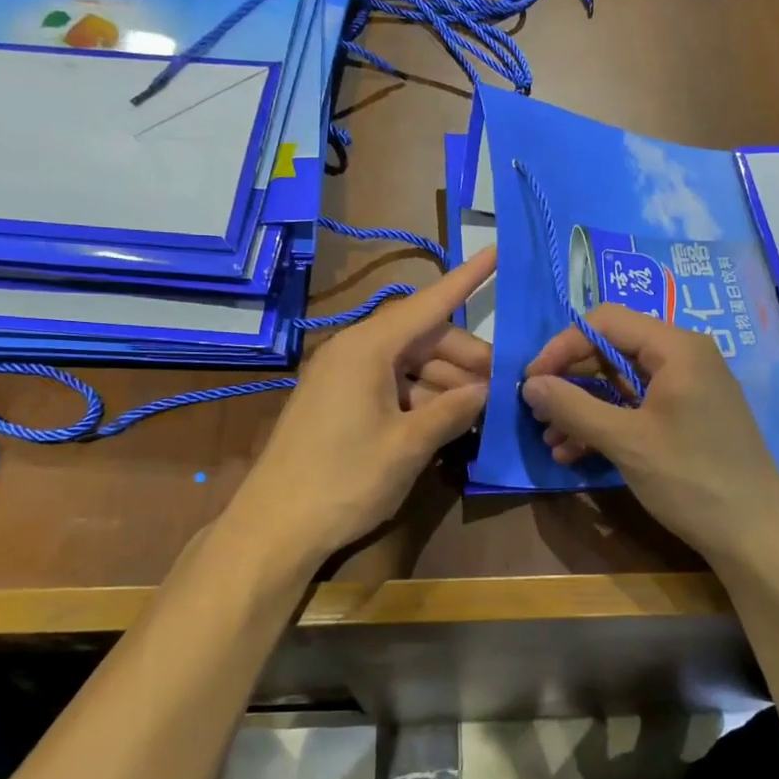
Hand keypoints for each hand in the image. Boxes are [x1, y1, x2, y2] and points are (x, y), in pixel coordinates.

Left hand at [227, 248, 496, 575]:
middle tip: (503, 385)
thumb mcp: (408, 446)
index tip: (497, 251)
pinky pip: (391, 385)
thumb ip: (452, 411)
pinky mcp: (339, 402)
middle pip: (423, 339)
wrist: (275, 527)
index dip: (467, 279)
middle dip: (465, 358)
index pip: (428, 303)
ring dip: (447, 382)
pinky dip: (422, 398)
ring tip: (483, 409)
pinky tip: (448, 421)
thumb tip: (487, 390)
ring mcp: (344, 377)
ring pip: (409, 364)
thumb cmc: (344, 480)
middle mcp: (354, 351)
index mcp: (368, 348)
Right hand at [521, 304, 778, 572]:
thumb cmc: (691, 478)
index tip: (531, 381)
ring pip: (620, 383)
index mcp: (676, 348)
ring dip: (582, 408)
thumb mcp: (626, 441)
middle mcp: (683, 358)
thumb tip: (529, 385)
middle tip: (536, 412)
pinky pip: (636, 408)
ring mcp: (687, 389)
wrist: (756, 536)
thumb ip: (573, 407)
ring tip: (551, 440)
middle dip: (570, 381)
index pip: (605, 322)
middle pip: (611, 350)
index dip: (562, 346)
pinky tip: (575, 453)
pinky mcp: (686, 419)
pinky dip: (605, 424)